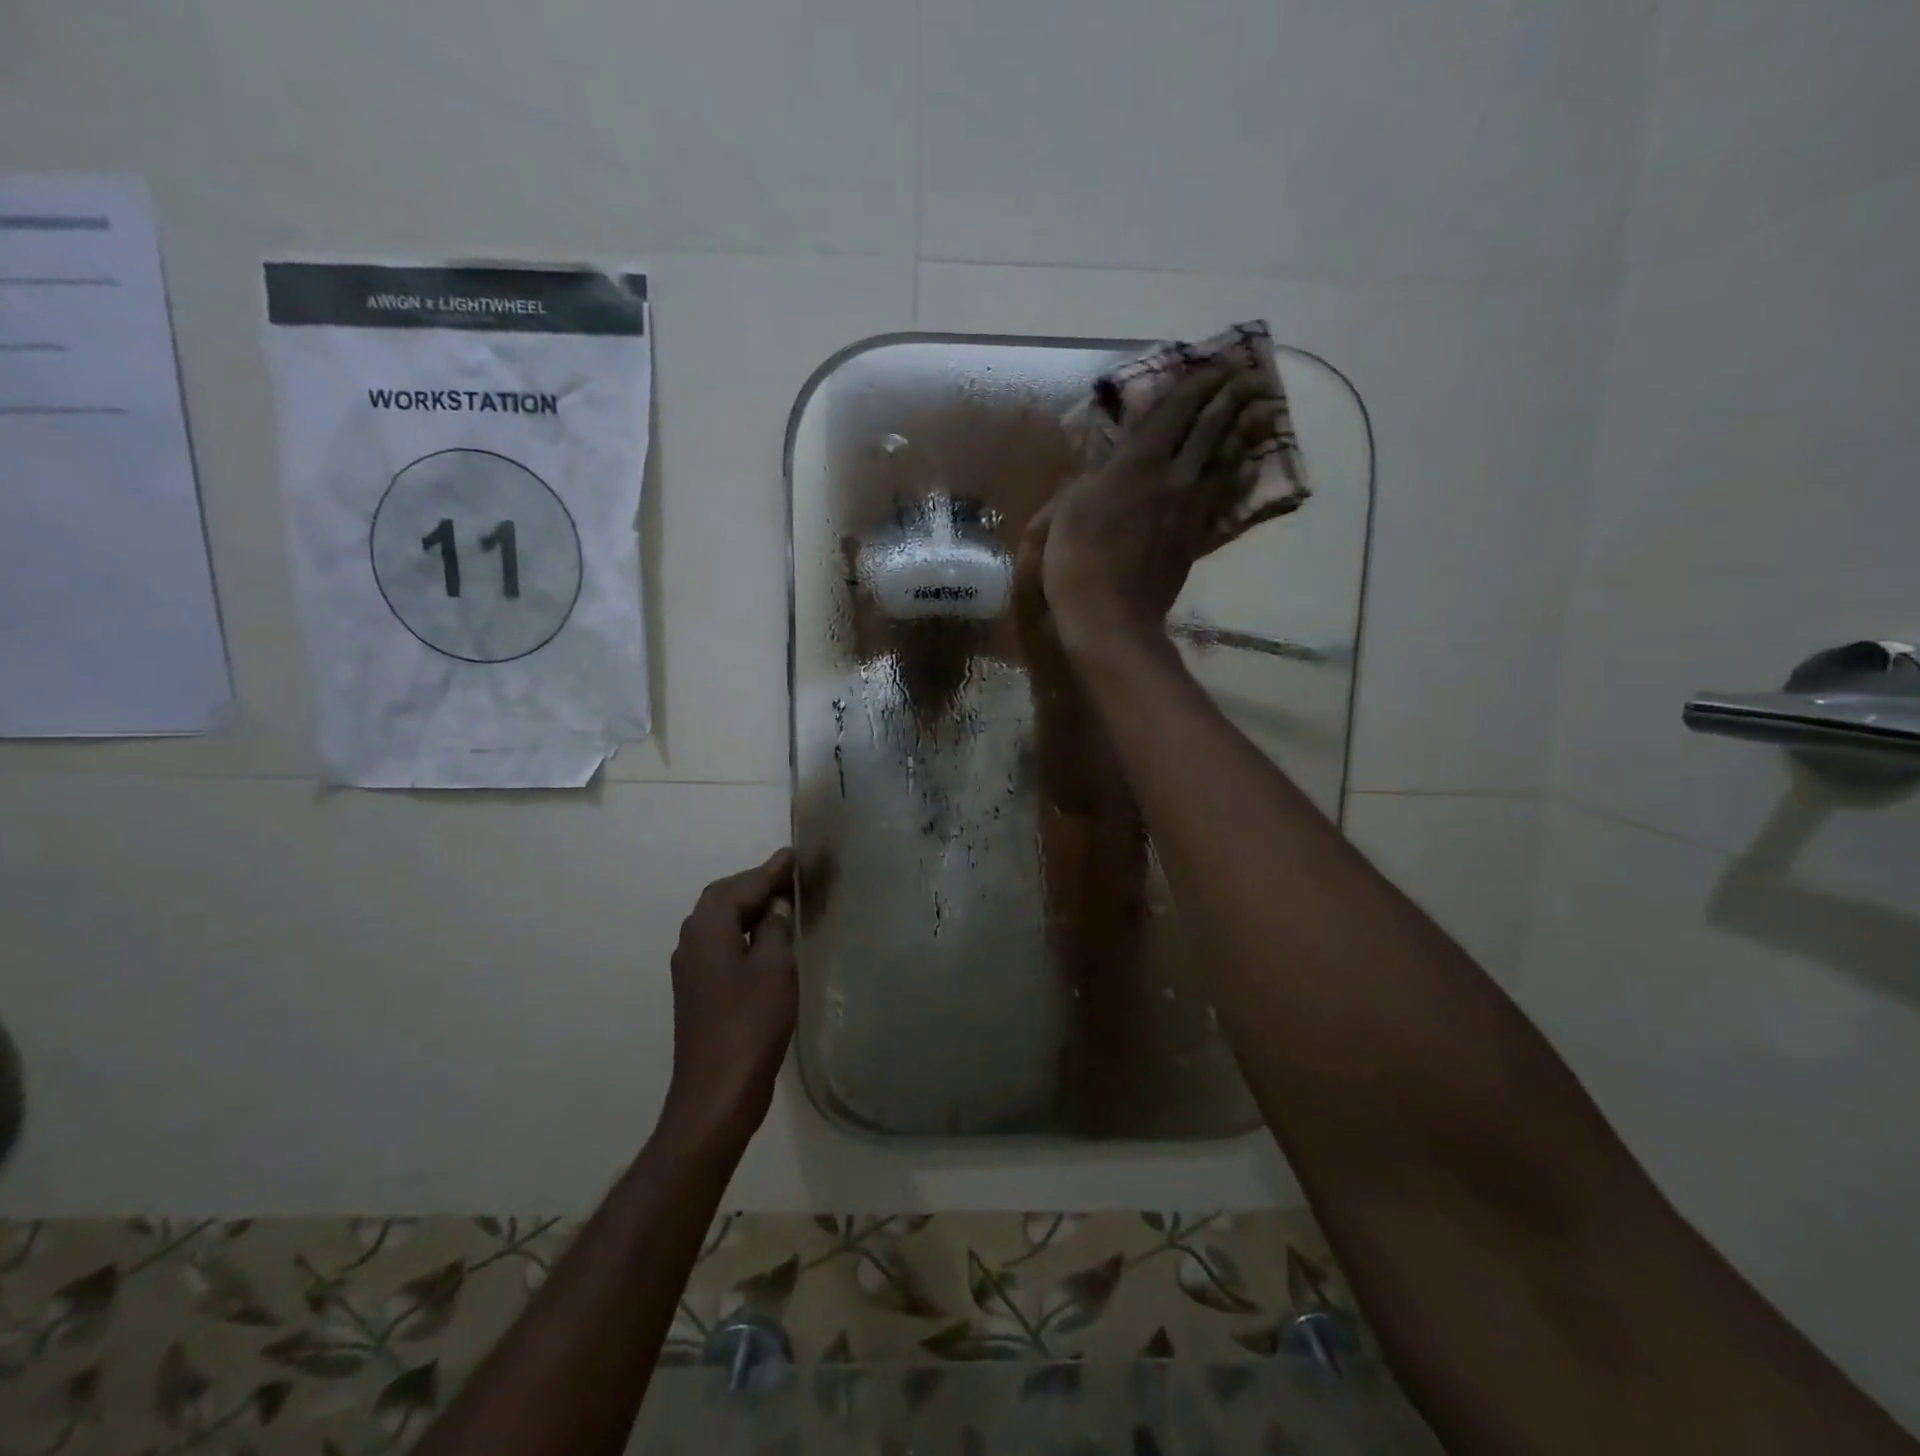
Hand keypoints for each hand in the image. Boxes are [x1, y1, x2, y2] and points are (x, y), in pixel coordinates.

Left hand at [659, 849, 797, 1151]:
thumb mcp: (775, 968)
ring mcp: (692, 970)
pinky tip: (769, 941)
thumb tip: (776, 906)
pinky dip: (745, 933)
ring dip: (750, 908)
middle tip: (793, 876)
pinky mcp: (699, 991)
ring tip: (785, 902)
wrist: (716, 1094)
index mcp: (707, 930)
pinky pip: (722, 945)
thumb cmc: (750, 1025)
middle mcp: (692, 943)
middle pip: (723, 899)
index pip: (739, 886)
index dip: (769, 870)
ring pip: (721, 923)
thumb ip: (776, 929)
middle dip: (757, 885)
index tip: (796, 856)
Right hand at [1034, 366, 1280, 657]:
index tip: (1215, 365)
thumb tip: (1103, 462)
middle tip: (1250, 377)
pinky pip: (1226, 500)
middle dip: (1230, 398)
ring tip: (1263, 410)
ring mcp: (1190, 508)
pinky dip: (1241, 479)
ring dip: (1246, 432)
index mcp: (1136, 463)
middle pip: (1210, 429)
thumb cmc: (1076, 561)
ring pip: (1226, 460)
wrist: (1110, 616)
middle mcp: (1173, 477)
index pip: (1173, 412)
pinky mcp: (1197, 537)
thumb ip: (1089, 478)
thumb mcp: (1066, 511)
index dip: (1196, 385)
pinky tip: (1252, 468)